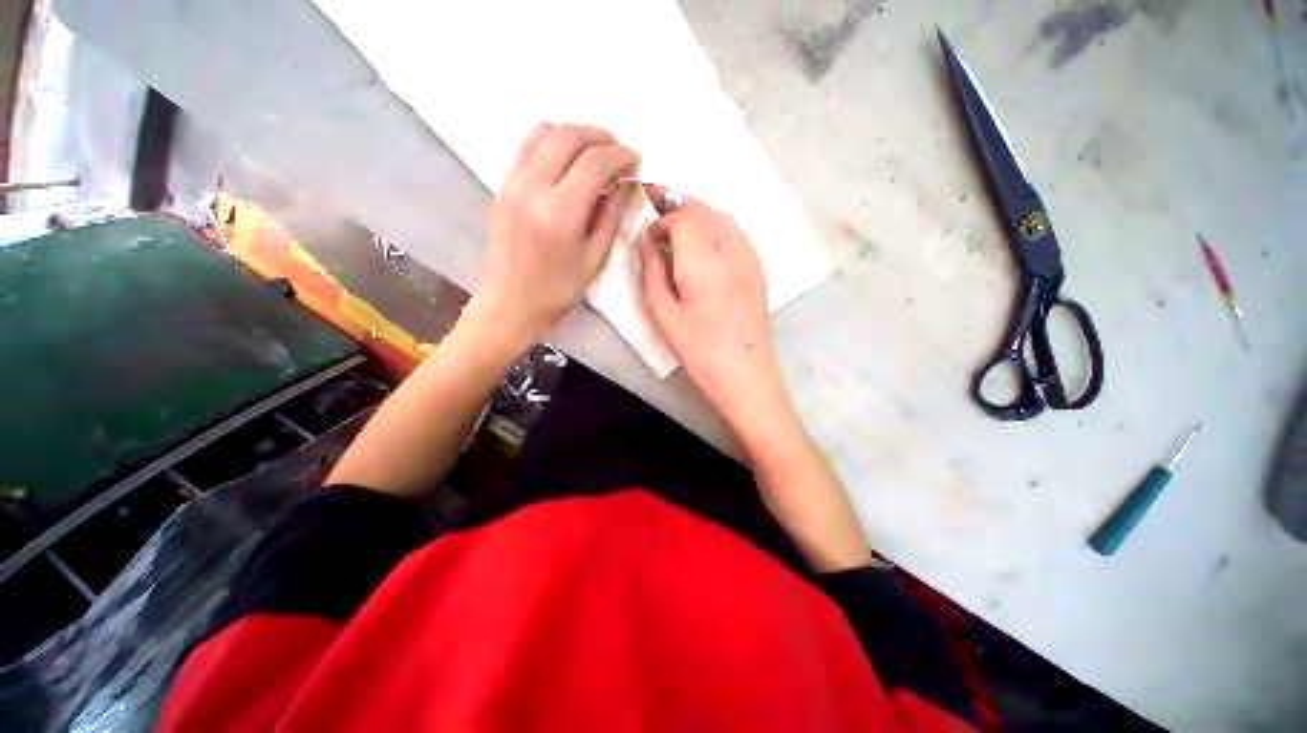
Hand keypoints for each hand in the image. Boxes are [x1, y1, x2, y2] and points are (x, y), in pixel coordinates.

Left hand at [475, 122, 639, 346]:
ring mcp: (512, 181)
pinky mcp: (503, 184)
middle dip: (601, 137)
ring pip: (545, 130)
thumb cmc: (558, 289)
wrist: (510, 301)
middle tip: (619, 153)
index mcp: (560, 212)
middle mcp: (533, 186)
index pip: (594, 162)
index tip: (636, 160)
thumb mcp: (594, 257)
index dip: (620, 155)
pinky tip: (567, 163)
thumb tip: (624, 182)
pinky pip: (528, 146)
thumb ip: (611, 214)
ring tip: (594, 155)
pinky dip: (553, 143)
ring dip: (575, 135)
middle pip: (569, 135)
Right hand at [639, 188, 787, 428]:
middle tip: (656, 218)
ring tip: (679, 233)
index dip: (660, 219)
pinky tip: (705, 248)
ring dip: (697, 216)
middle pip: (702, 209)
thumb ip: (651, 273)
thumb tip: (646, 244)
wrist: (745, 373)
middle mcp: (730, 247)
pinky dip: (716, 228)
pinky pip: (736, 233)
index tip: (647, 236)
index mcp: (703, 258)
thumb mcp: (663, 315)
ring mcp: (749, 256)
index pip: (681, 216)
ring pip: (721, 217)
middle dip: (677, 207)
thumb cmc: (699, 349)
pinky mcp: (758, 268)